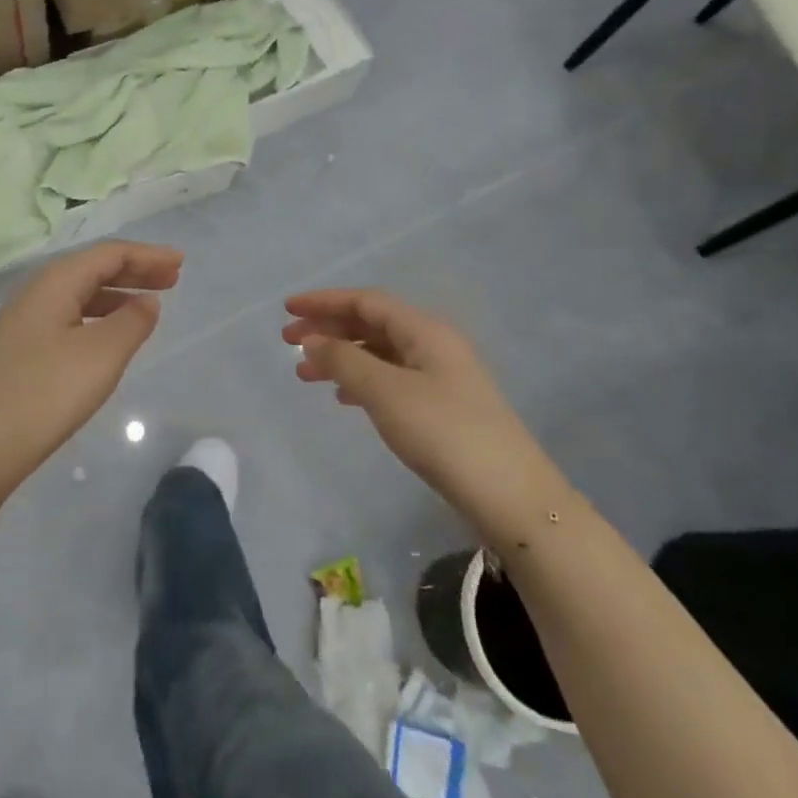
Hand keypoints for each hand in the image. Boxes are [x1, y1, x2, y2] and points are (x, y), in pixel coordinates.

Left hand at [0, 241, 182, 501]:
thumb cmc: (45, 393)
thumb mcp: (101, 355)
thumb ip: (132, 323)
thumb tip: (147, 302)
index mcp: (55, 281)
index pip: (109, 254)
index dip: (147, 255)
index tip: (180, 263)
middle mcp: (37, 292)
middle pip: (92, 268)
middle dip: (134, 270)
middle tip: (172, 279)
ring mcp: (24, 321)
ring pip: (79, 294)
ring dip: (117, 294)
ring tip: (148, 305)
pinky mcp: (20, 349)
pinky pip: (69, 316)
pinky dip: (98, 316)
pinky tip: (109, 336)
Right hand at [284, 289, 570, 545]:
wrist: (510, 497)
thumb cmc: (443, 433)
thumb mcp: (386, 392)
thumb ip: (344, 361)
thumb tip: (312, 340)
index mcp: (424, 330)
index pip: (366, 301)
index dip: (324, 301)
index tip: (287, 309)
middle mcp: (432, 345)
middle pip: (371, 323)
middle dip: (328, 329)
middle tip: (288, 343)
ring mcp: (440, 377)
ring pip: (379, 353)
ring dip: (341, 357)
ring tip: (305, 374)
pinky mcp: (442, 407)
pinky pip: (390, 379)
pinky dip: (361, 381)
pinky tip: (343, 398)